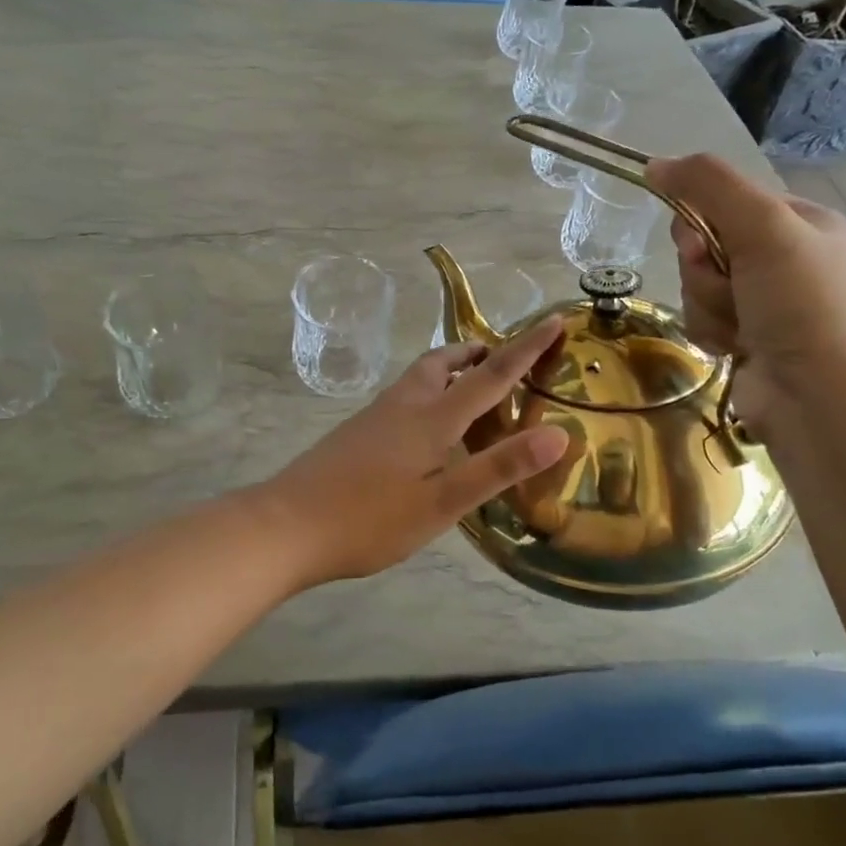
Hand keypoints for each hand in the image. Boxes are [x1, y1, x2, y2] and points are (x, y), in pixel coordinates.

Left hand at [261, 317, 569, 587]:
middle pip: (444, 363)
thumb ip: (497, 468)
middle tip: (502, 357)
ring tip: (470, 384)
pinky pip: (404, 397)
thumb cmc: (369, 519)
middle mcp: (403, 405)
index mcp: (431, 418)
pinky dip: (429, 393)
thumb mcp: (442, 503)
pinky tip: (427, 425)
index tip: (554, 320)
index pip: (490, 375)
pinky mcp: (357, 432)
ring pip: (419, 378)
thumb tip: (559, 434)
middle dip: (477, 353)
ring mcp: (375, 416)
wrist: (286, 525)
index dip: (526, 348)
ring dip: (450, 370)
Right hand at [646, 154, 845, 441]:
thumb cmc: (803, 305)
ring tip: (738, 327)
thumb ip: (709, 186)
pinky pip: (703, 318)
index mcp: (802, 223)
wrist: (824, 401)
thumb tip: (654, 163)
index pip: (727, 200)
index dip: (701, 219)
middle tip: (728, 286)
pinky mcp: (749, 339)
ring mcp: (768, 303)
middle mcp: (786, 259)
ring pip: (699, 284)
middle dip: (704, 268)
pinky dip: (710, 331)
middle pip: (706, 243)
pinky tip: (733, 348)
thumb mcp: (763, 227)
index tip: (701, 242)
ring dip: (707, 303)